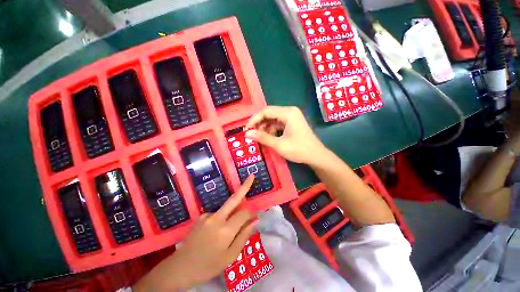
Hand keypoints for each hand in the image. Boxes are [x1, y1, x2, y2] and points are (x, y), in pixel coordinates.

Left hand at [134, 176, 257, 291]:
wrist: (180, 268)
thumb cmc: (208, 266)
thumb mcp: (230, 256)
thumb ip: (244, 236)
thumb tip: (256, 220)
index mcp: (225, 231)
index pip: (243, 213)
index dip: (251, 214)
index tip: (255, 217)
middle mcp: (216, 218)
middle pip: (234, 198)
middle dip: (244, 186)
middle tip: (252, 176)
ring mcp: (207, 215)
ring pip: (227, 208)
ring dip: (232, 212)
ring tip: (226, 232)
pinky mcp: (201, 216)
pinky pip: (218, 214)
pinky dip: (222, 219)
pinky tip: (215, 233)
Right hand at [245, 106, 325, 165]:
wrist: (316, 156)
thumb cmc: (299, 150)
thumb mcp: (279, 145)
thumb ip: (262, 138)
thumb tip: (247, 134)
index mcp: (288, 113)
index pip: (266, 111)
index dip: (254, 119)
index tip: (246, 129)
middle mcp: (290, 111)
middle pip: (269, 114)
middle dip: (259, 124)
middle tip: (252, 134)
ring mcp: (292, 117)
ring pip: (273, 119)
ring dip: (265, 128)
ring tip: (260, 138)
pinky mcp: (292, 123)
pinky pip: (278, 124)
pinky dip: (271, 130)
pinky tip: (269, 138)